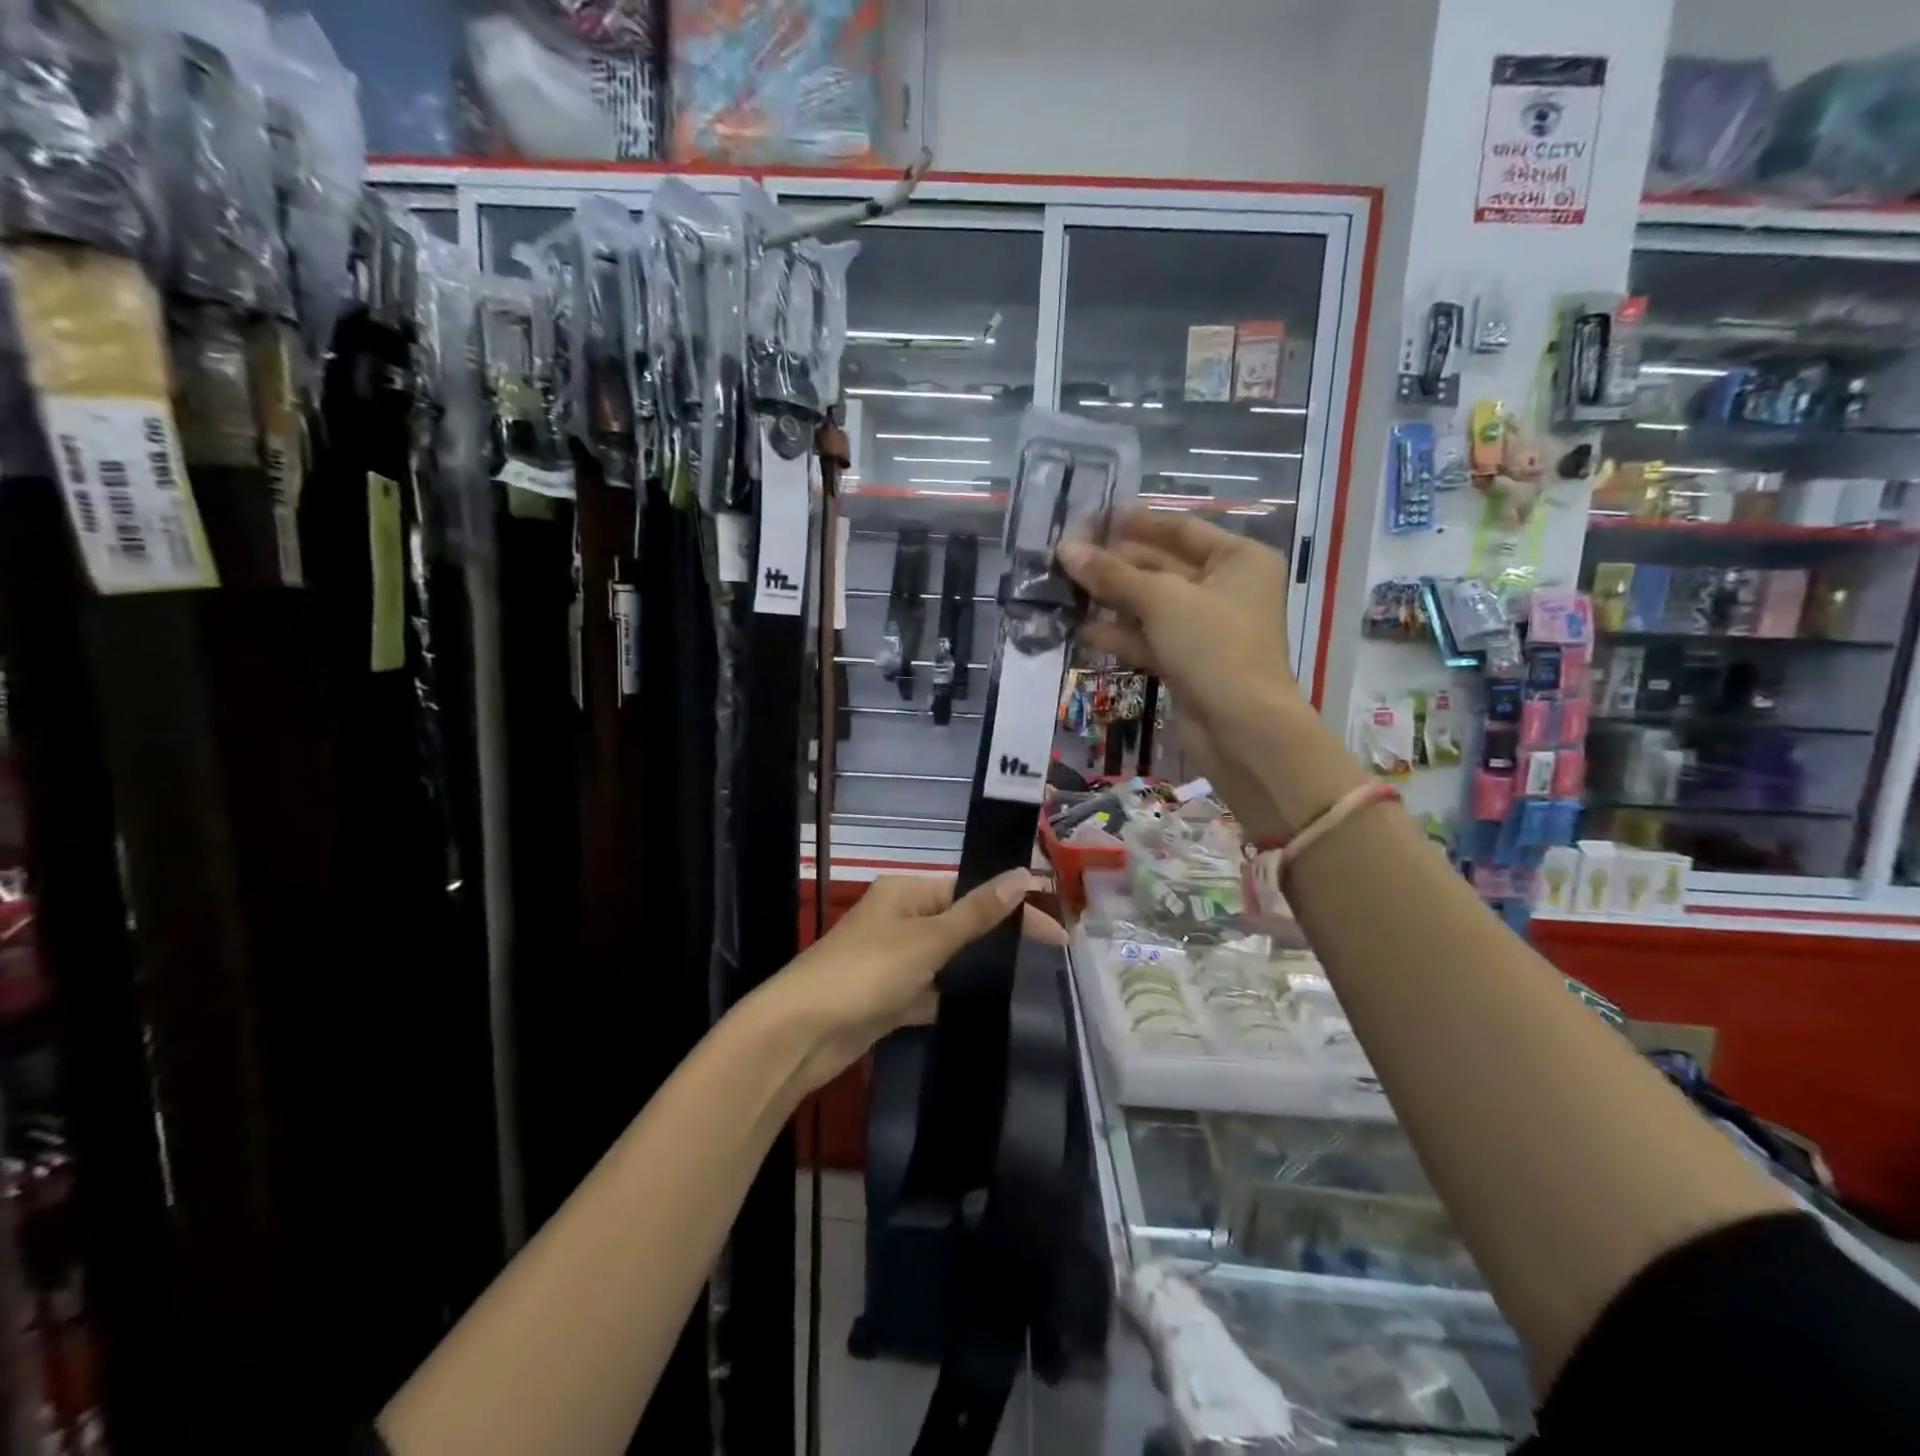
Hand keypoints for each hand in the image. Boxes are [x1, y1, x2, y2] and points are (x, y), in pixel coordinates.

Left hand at [767, 871, 1066, 1093]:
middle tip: (1048, 954)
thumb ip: (977, 912)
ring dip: (975, 967)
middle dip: (997, 936)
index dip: (1011, 906)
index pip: (969, 891)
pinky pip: (930, 991)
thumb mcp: (927, 939)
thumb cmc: (866, 973)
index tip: (1053, 930)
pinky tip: (983, 1006)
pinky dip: (951, 997)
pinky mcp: (887, 999)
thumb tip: (1024, 874)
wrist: (800, 1034)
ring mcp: (892, 961)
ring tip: (1027, 979)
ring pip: (945, 959)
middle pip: (959, 922)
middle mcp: (898, 919)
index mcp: (905, 893)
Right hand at [1056, 510, 1312, 812]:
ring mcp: (1206, 628)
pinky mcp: (1188, 661)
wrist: (1242, 728)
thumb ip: (1112, 575)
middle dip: (1116, 564)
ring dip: (1111, 599)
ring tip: (1065, 589)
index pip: (1180, 529)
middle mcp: (1225, 588)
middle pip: (1162, 566)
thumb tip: (1066, 549)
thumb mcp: (1162, 601)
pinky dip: (1120, 634)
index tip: (1093, 518)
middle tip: (1068, 556)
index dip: (1136, 523)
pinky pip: (1149, 637)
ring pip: (1151, 605)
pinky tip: (1082, 628)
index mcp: (1238, 559)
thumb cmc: (1214, 647)